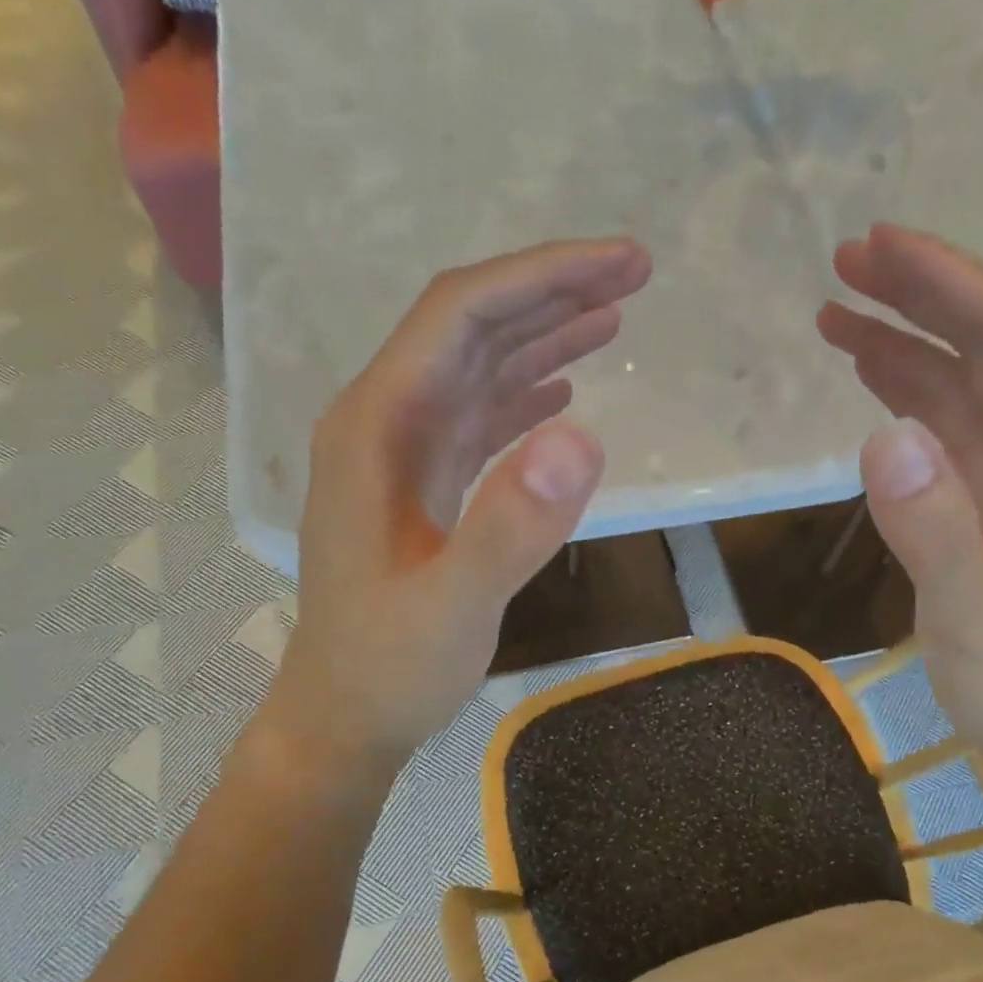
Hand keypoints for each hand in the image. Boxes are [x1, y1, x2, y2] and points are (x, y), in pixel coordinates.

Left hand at [262, 239, 652, 772]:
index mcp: (377, 429)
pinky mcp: (423, 489)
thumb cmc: (390, 666)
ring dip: (543, 338)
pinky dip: (524, 396)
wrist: (347, 716)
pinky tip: (564, 393)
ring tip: (613, 318)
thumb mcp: (453, 606)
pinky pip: (478, 420)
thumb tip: (582, 438)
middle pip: (469, 328)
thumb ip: (510, 526)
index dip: (540, 278)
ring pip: (477, 370)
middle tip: (634, 274)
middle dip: (550, 292)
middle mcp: (384, 424)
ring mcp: (403, 457)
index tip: (618, 265)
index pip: (459, 315)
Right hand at [818, 224, 982, 766]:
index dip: (949, 281)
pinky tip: (867, 378)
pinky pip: (948, 423)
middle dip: (922, 293)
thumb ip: (933, 526)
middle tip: (845, 262)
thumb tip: (882, 436)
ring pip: (964, 378)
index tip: (879, 247)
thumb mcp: (974, 610)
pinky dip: (906, 391)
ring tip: (837, 309)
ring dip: (905, 338)